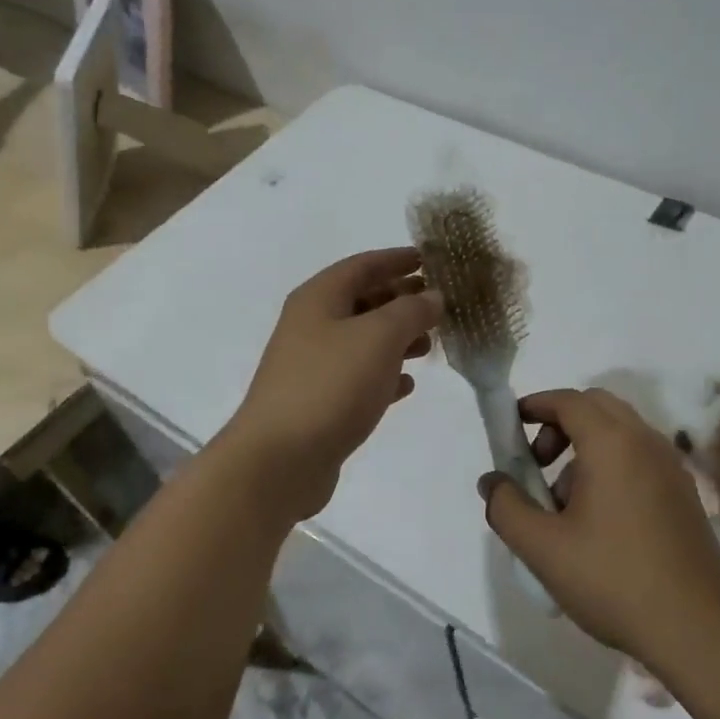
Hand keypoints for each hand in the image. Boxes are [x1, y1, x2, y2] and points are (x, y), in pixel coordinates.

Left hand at [225, 248, 442, 521]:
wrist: (279, 459)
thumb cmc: (330, 385)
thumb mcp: (379, 337)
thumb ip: (411, 311)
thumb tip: (432, 296)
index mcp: (319, 298)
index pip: (363, 265)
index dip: (397, 259)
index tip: (430, 259)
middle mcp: (312, 326)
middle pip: (362, 301)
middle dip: (401, 299)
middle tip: (439, 304)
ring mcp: (313, 366)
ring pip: (363, 340)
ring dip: (397, 338)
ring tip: (431, 344)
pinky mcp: (319, 402)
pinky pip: (358, 377)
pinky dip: (384, 374)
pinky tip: (408, 384)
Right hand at [481, 388, 719, 667]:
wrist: (697, 629)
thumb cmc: (613, 580)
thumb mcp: (542, 548)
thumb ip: (506, 507)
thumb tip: (492, 482)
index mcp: (612, 444)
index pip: (568, 400)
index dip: (535, 405)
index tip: (510, 427)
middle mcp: (646, 442)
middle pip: (596, 407)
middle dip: (559, 424)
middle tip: (538, 465)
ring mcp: (671, 467)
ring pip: (620, 433)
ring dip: (585, 448)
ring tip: (565, 504)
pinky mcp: (684, 494)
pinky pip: (639, 458)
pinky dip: (611, 466)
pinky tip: (600, 521)